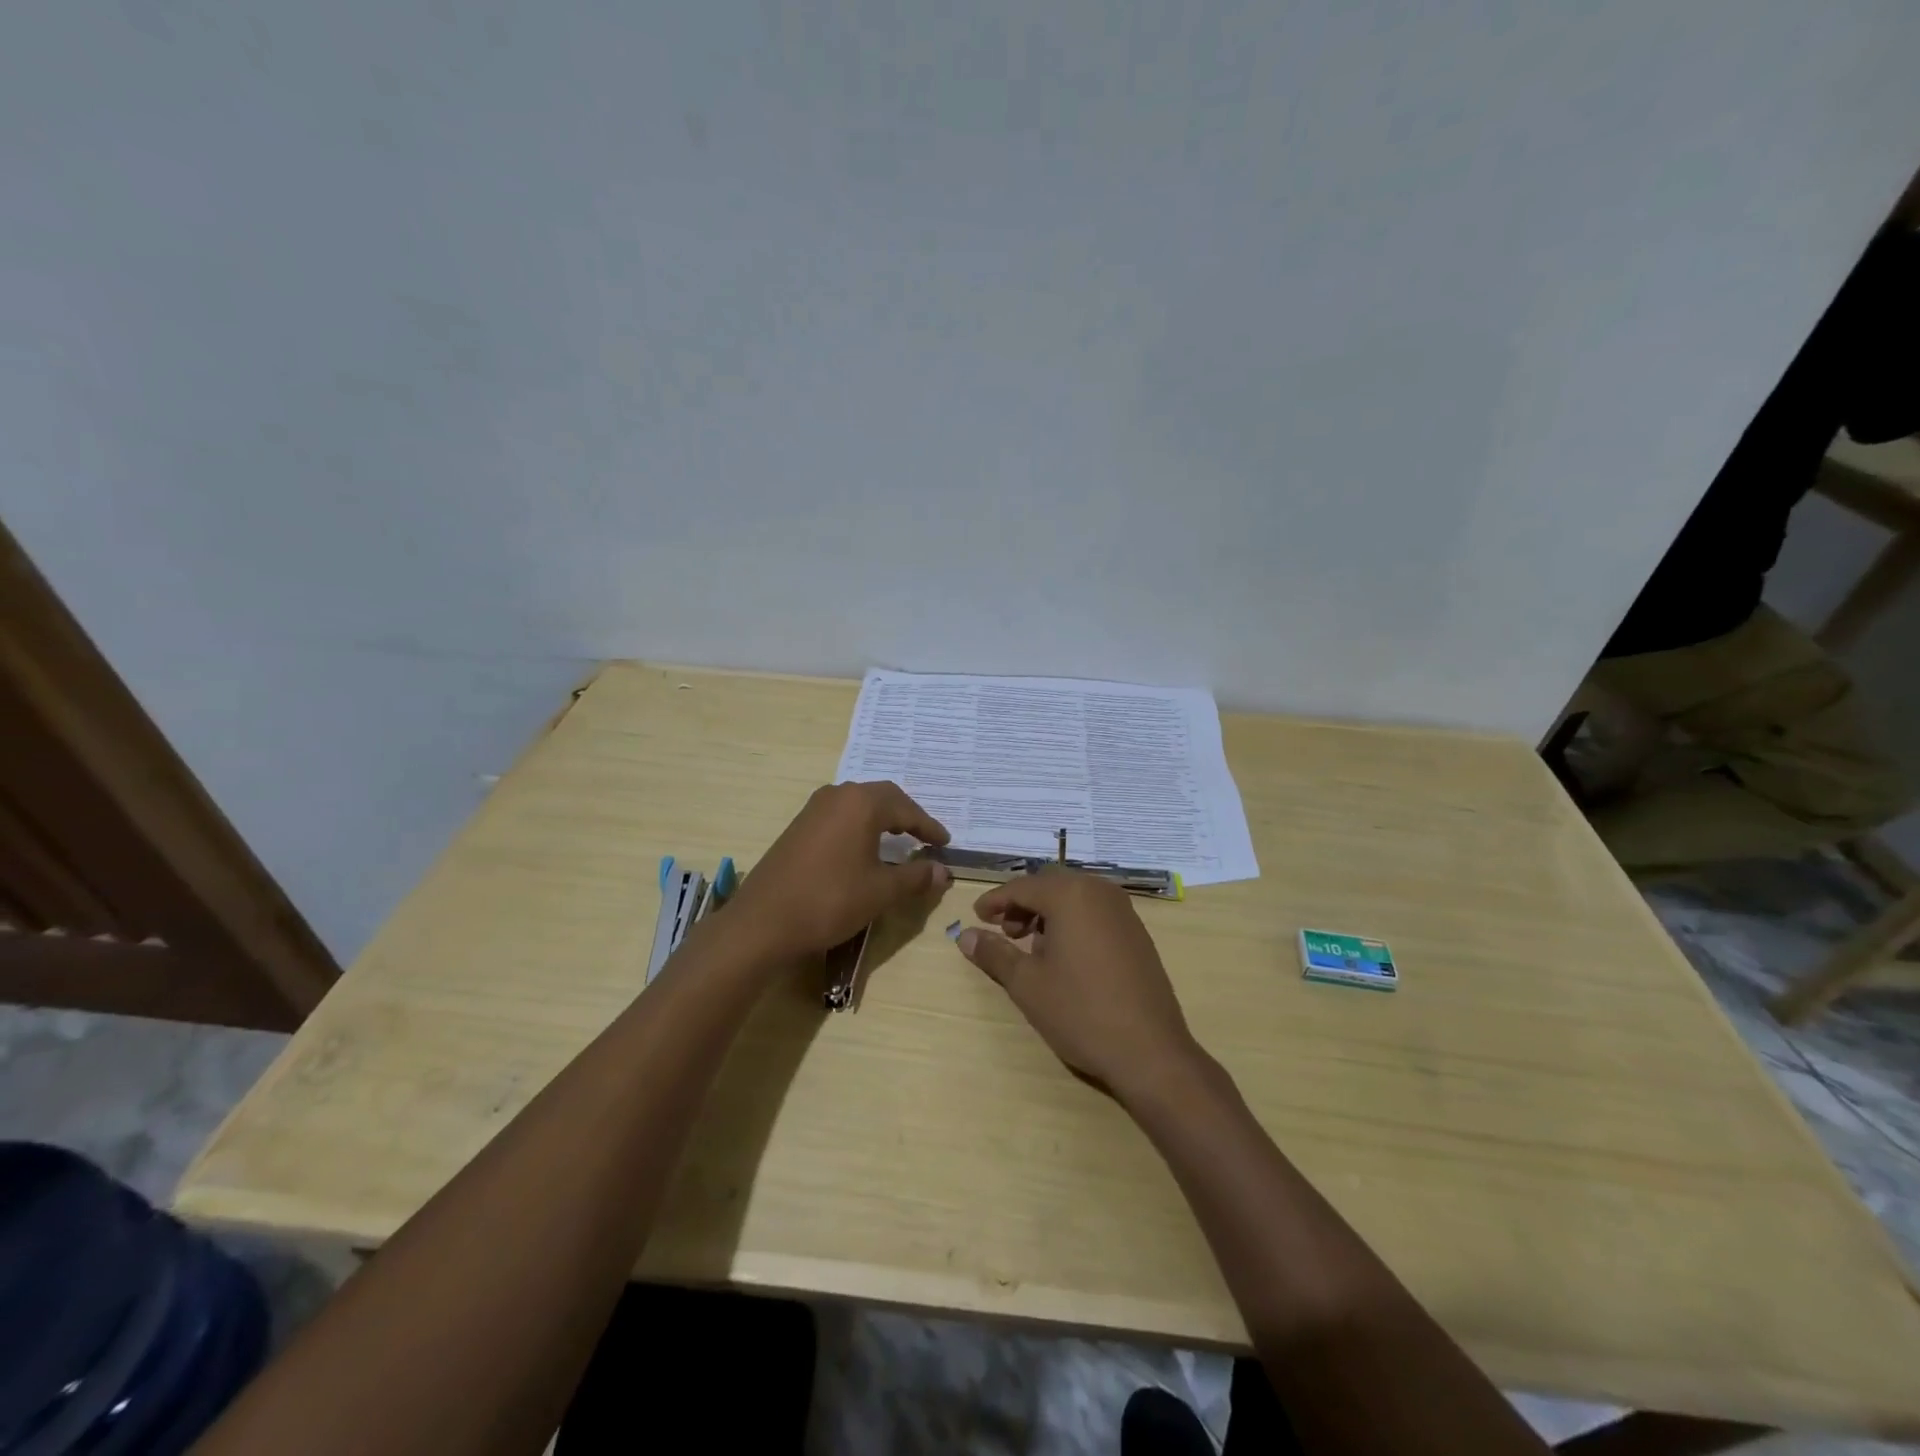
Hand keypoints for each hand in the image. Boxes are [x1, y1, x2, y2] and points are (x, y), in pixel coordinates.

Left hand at [726, 782, 950, 960]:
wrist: (764, 922)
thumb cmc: (830, 900)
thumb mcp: (881, 891)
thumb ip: (915, 877)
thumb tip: (942, 871)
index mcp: (861, 803)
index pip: (906, 808)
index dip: (929, 827)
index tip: (945, 843)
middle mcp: (837, 795)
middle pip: (882, 797)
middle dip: (907, 816)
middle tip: (925, 837)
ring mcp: (814, 809)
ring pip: (858, 804)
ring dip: (882, 819)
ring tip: (898, 841)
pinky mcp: (798, 826)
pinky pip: (840, 816)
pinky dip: (860, 826)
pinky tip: (863, 849)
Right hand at [953, 870, 1201, 1103]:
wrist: (1150, 1051)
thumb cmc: (1080, 1012)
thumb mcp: (1027, 984)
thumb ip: (994, 953)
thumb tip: (965, 935)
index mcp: (1071, 894)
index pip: (1022, 887)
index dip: (995, 901)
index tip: (976, 917)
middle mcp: (1099, 891)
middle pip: (1050, 885)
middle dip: (1023, 905)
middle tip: (1005, 934)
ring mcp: (1124, 911)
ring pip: (1074, 897)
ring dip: (1048, 914)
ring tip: (1033, 950)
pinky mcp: (1137, 932)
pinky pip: (1095, 912)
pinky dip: (1073, 922)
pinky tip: (1065, 957)